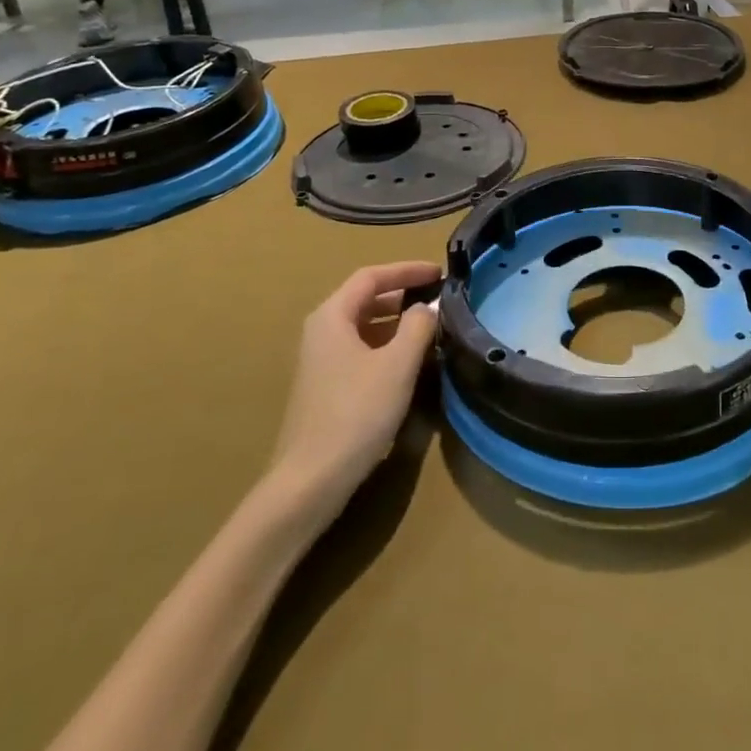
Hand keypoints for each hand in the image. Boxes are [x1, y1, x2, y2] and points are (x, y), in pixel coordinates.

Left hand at [274, 260, 441, 494]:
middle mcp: (321, 332)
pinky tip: (410, 361)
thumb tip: (427, 307)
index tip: (439, 273)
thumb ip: (418, 326)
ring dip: (397, 321)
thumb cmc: (356, 413)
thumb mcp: (397, 365)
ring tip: (431, 327)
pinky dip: (387, 345)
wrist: (311, 480)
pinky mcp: (327, 386)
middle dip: (403, 293)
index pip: (371, 276)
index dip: (407, 270)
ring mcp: (321, 361)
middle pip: (365, 298)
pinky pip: (361, 349)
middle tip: (438, 298)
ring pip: (364, 326)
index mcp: (332, 317)